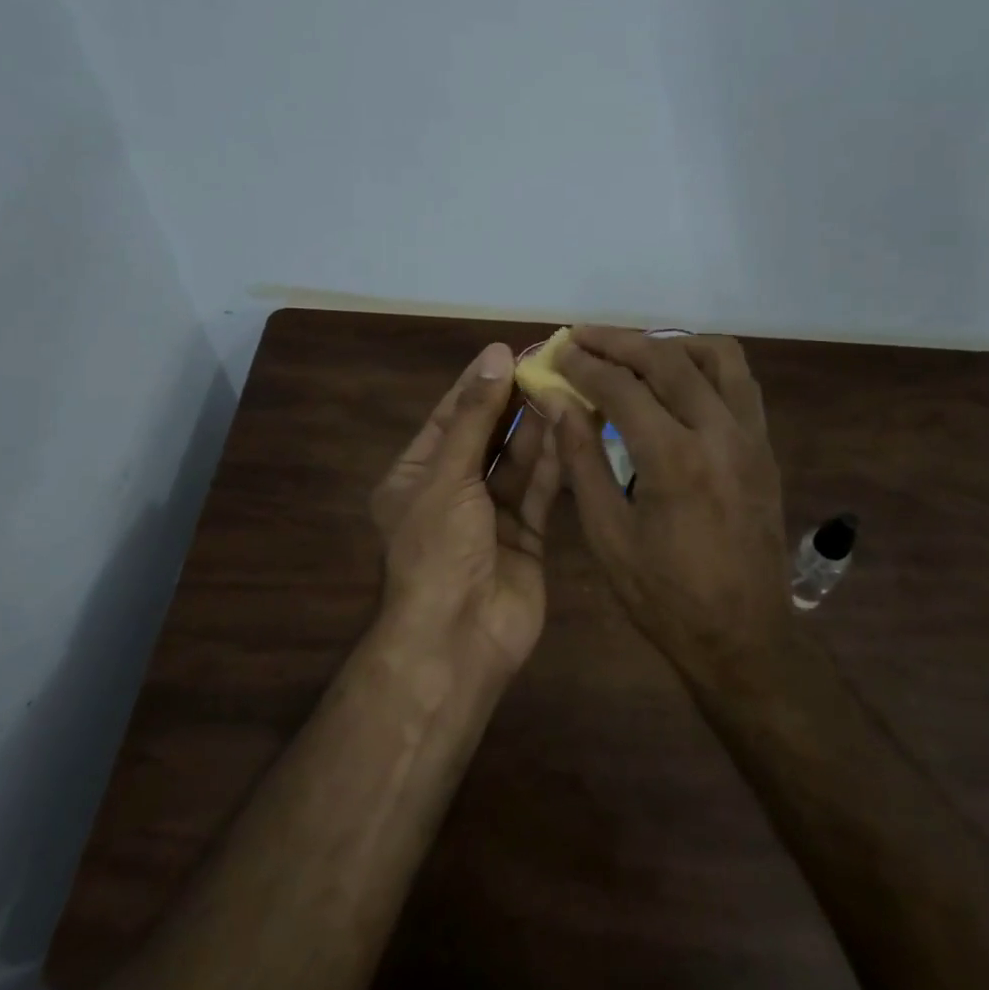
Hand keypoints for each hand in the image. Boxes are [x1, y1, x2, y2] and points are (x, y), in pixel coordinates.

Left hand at [371, 341, 560, 673]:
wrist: (459, 637)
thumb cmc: (438, 549)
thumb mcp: (448, 476)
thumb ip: (476, 418)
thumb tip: (494, 356)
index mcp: (416, 476)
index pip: (449, 418)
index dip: (477, 385)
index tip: (507, 352)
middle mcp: (452, 493)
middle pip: (486, 437)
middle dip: (512, 404)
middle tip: (547, 366)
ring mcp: (490, 517)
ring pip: (517, 463)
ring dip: (538, 429)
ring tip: (565, 389)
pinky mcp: (526, 537)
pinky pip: (539, 491)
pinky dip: (555, 463)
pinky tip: (573, 429)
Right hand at [549, 328, 789, 679]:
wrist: (743, 638)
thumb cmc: (664, 597)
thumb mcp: (608, 536)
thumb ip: (582, 461)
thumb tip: (559, 403)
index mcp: (674, 459)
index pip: (622, 388)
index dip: (584, 365)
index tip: (558, 352)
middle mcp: (720, 433)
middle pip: (668, 358)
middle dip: (619, 340)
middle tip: (583, 336)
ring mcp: (752, 437)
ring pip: (717, 357)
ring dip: (670, 343)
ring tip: (633, 351)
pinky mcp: (766, 448)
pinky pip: (740, 383)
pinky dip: (706, 365)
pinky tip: (678, 379)